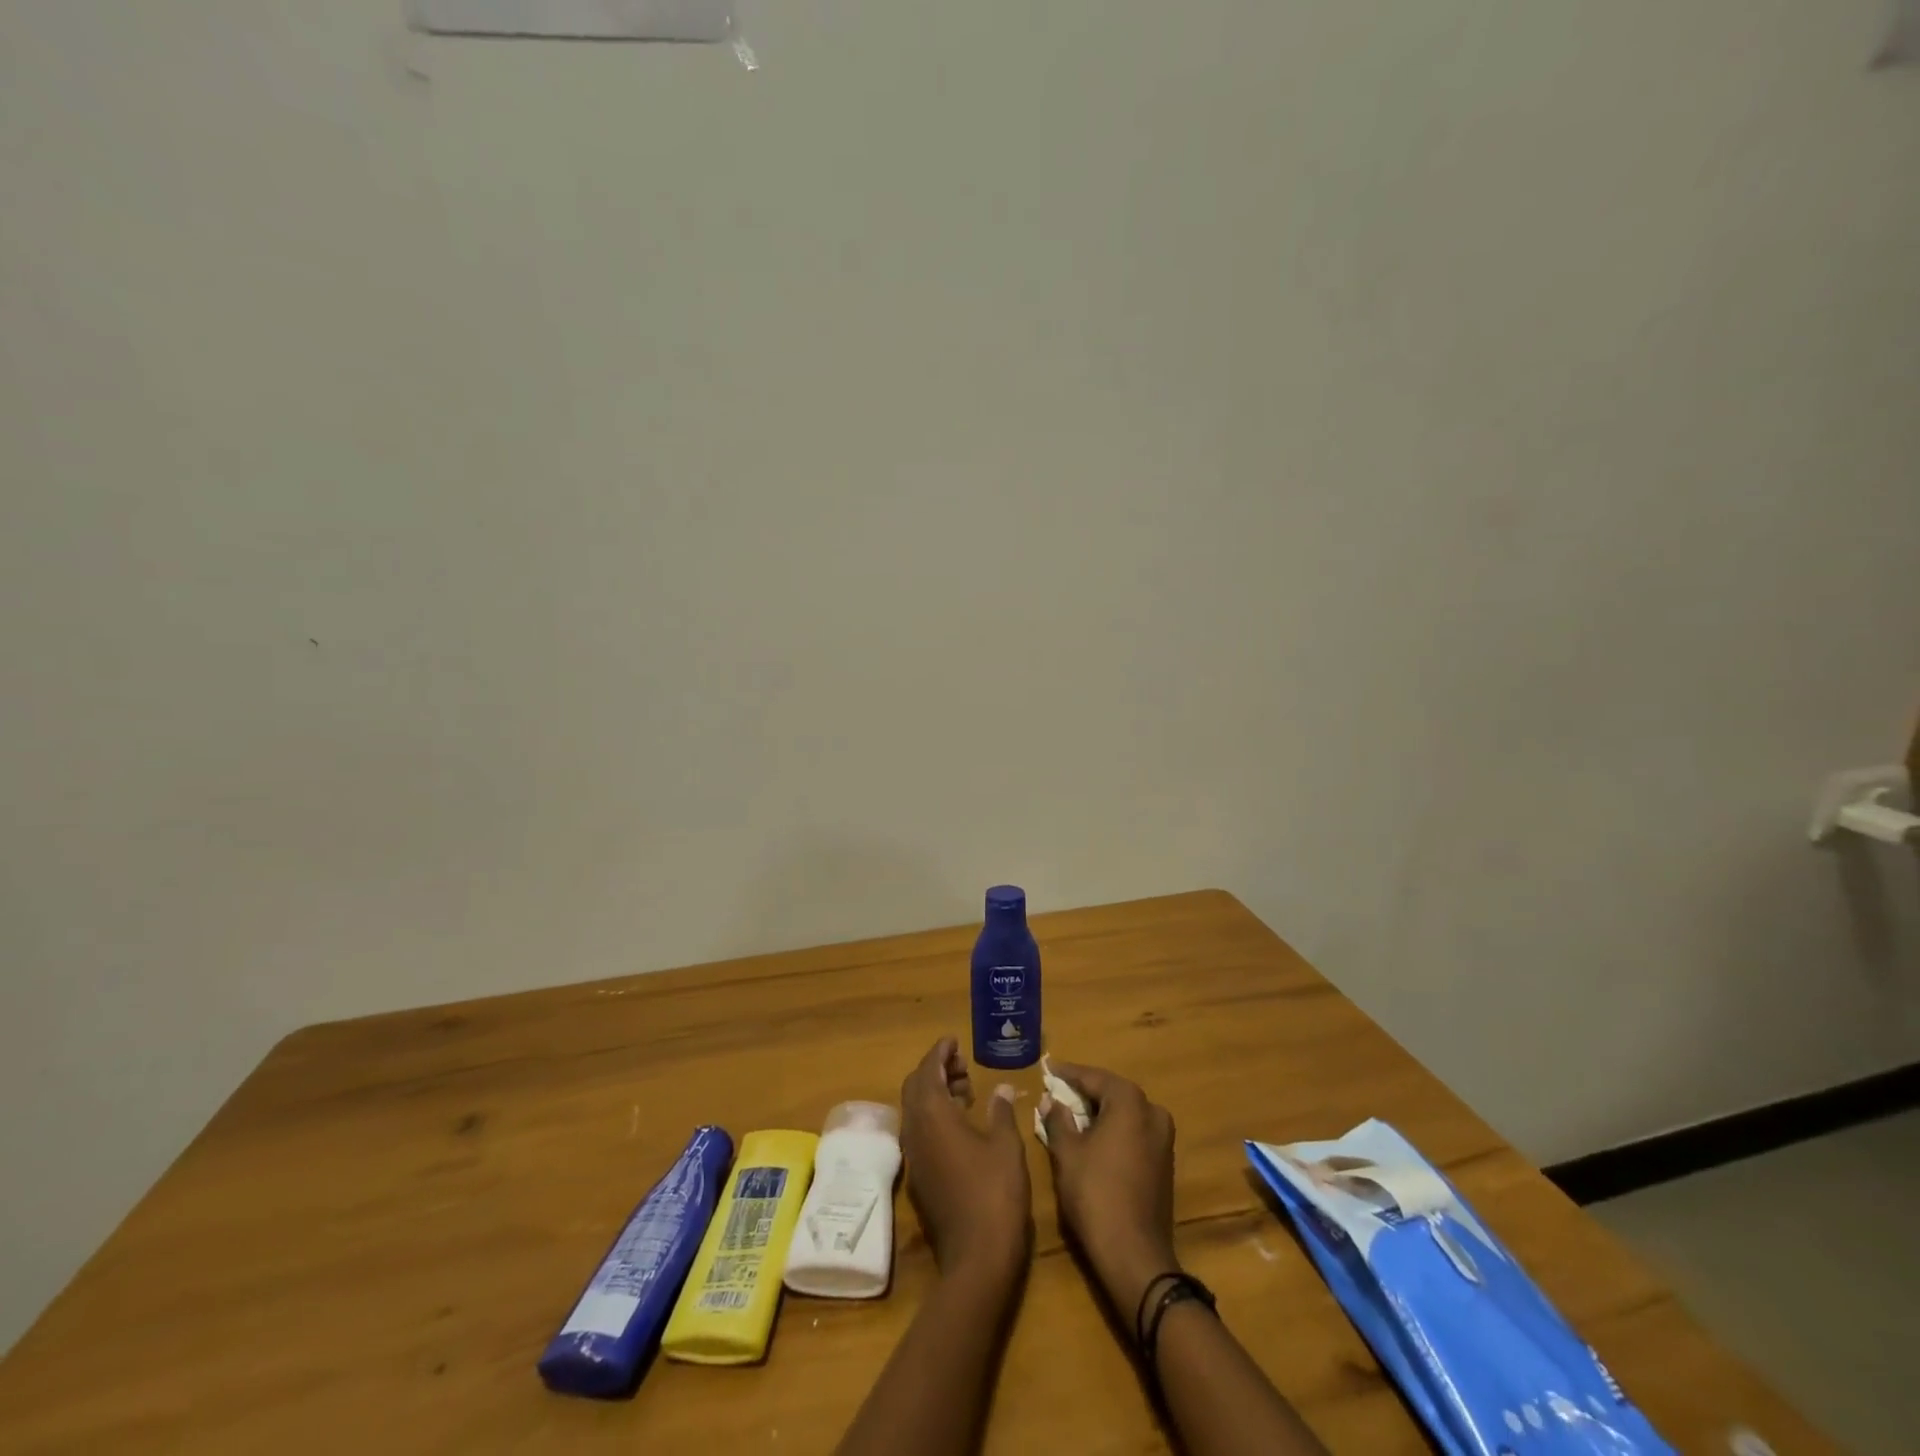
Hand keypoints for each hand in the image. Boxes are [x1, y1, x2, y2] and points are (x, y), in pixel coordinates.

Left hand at [899, 1037, 1031, 1281]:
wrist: (976, 1260)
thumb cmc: (995, 1194)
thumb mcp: (1007, 1147)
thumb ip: (1001, 1111)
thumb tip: (1001, 1088)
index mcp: (933, 1117)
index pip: (927, 1071)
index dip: (939, 1052)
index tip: (953, 1041)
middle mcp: (915, 1132)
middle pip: (915, 1087)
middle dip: (935, 1070)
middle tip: (962, 1064)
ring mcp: (914, 1157)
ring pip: (916, 1111)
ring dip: (935, 1093)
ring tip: (966, 1090)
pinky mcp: (920, 1178)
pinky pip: (920, 1132)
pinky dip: (935, 1116)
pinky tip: (961, 1124)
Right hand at [1039, 1062, 1177, 1315]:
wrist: (1135, 1256)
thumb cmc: (1095, 1195)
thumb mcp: (1067, 1154)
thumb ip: (1058, 1120)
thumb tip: (1051, 1100)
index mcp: (1130, 1102)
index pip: (1093, 1077)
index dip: (1068, 1074)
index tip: (1048, 1069)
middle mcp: (1152, 1112)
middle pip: (1112, 1092)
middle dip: (1084, 1091)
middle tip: (1057, 1091)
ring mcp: (1163, 1139)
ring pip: (1125, 1113)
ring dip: (1099, 1111)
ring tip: (1071, 1113)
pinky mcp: (1165, 1163)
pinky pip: (1134, 1132)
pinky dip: (1113, 1130)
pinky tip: (1093, 1138)